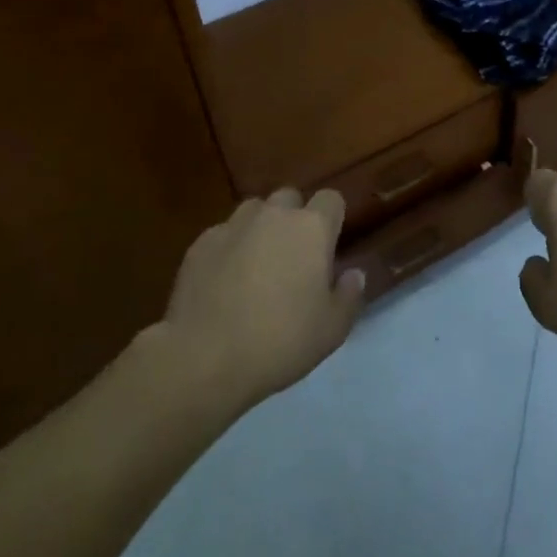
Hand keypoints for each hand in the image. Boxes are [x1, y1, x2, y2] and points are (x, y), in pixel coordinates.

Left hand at [161, 189, 365, 408]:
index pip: (331, 199)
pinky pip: (223, 234)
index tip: (329, 247)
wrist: (203, 358)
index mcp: (312, 228)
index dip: (332, 219)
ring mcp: (234, 225)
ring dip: (261, 228)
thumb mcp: (331, 331)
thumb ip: (348, 296)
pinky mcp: (201, 243)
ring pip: (254, 211)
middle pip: (290, 198)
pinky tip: (223, 281)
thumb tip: (354, 273)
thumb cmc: (279, 342)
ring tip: (256, 264)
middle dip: (294, 219)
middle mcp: (274, 214)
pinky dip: (228, 248)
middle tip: (292, 258)